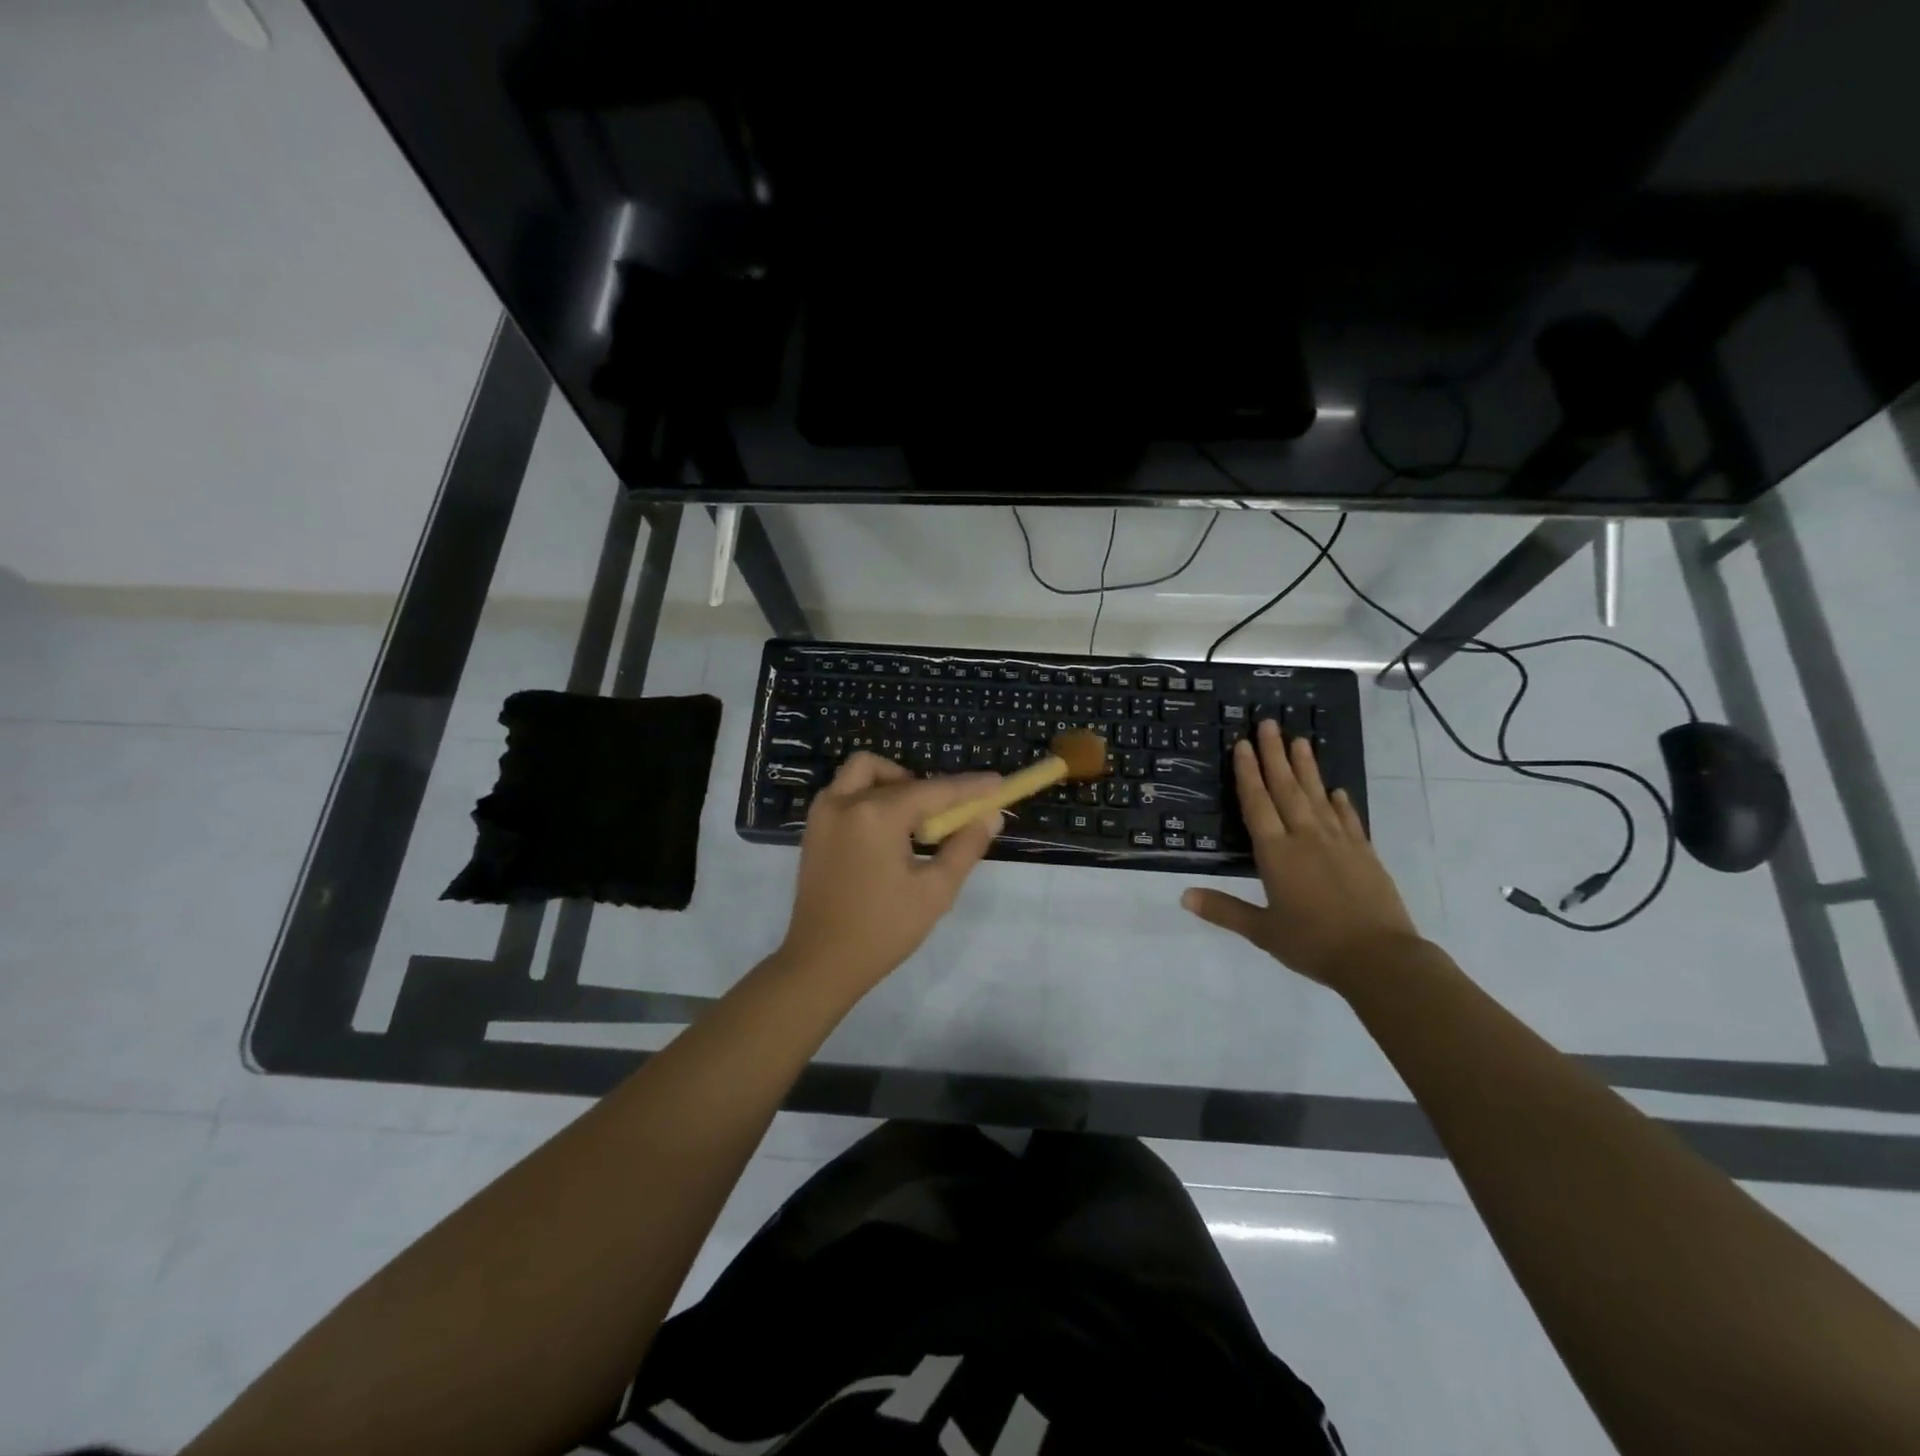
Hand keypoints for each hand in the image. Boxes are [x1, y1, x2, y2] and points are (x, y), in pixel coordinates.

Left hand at [777, 753, 1000, 994]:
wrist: (821, 962)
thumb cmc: (883, 930)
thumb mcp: (935, 891)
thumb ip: (965, 847)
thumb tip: (990, 815)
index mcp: (876, 815)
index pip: (934, 790)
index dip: (969, 787)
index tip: (998, 782)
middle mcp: (845, 802)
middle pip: (900, 777)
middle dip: (931, 790)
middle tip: (949, 818)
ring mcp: (823, 813)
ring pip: (864, 772)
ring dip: (894, 782)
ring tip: (914, 820)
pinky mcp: (813, 828)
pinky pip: (845, 791)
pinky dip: (870, 795)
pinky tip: (886, 831)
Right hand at [1182, 720, 1421, 989]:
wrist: (1380, 959)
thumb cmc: (1313, 944)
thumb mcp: (1262, 931)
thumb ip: (1224, 910)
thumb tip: (1183, 896)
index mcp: (1276, 854)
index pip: (1257, 804)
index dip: (1248, 773)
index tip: (1243, 745)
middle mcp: (1306, 838)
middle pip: (1287, 789)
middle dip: (1275, 755)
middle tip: (1269, 724)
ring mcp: (1339, 842)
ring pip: (1318, 796)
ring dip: (1307, 767)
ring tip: (1300, 740)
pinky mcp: (1364, 853)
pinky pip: (1349, 819)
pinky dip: (1341, 802)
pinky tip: (1337, 790)